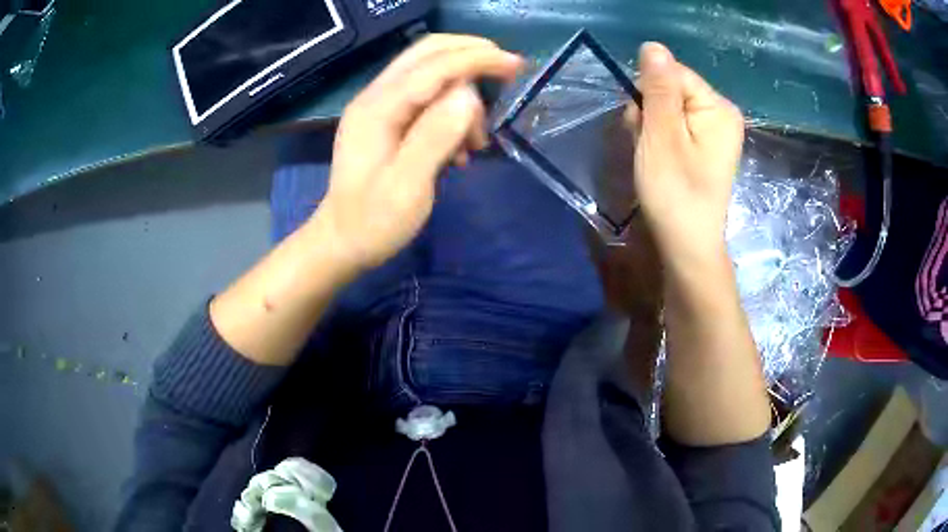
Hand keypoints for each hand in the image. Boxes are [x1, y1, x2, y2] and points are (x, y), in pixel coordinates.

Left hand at [314, 35, 523, 272]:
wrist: (342, 241)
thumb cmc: (373, 222)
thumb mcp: (407, 187)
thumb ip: (434, 138)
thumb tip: (468, 96)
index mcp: (378, 109)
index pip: (433, 65)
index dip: (477, 59)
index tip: (516, 64)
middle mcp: (376, 96)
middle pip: (428, 53)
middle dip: (472, 56)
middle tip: (508, 72)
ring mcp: (380, 106)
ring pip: (431, 73)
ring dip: (464, 93)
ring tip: (476, 142)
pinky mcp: (387, 119)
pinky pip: (427, 96)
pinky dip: (452, 110)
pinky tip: (460, 147)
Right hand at [625, 42, 743, 265]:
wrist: (687, 246)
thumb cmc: (675, 193)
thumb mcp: (661, 137)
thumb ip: (658, 89)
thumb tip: (653, 46)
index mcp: (718, 108)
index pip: (672, 73)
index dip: (648, 93)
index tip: (640, 123)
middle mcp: (721, 114)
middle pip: (671, 89)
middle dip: (649, 111)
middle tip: (645, 144)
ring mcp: (714, 131)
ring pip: (669, 108)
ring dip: (650, 125)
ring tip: (650, 156)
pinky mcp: (705, 146)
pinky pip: (675, 125)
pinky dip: (659, 138)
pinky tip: (657, 159)